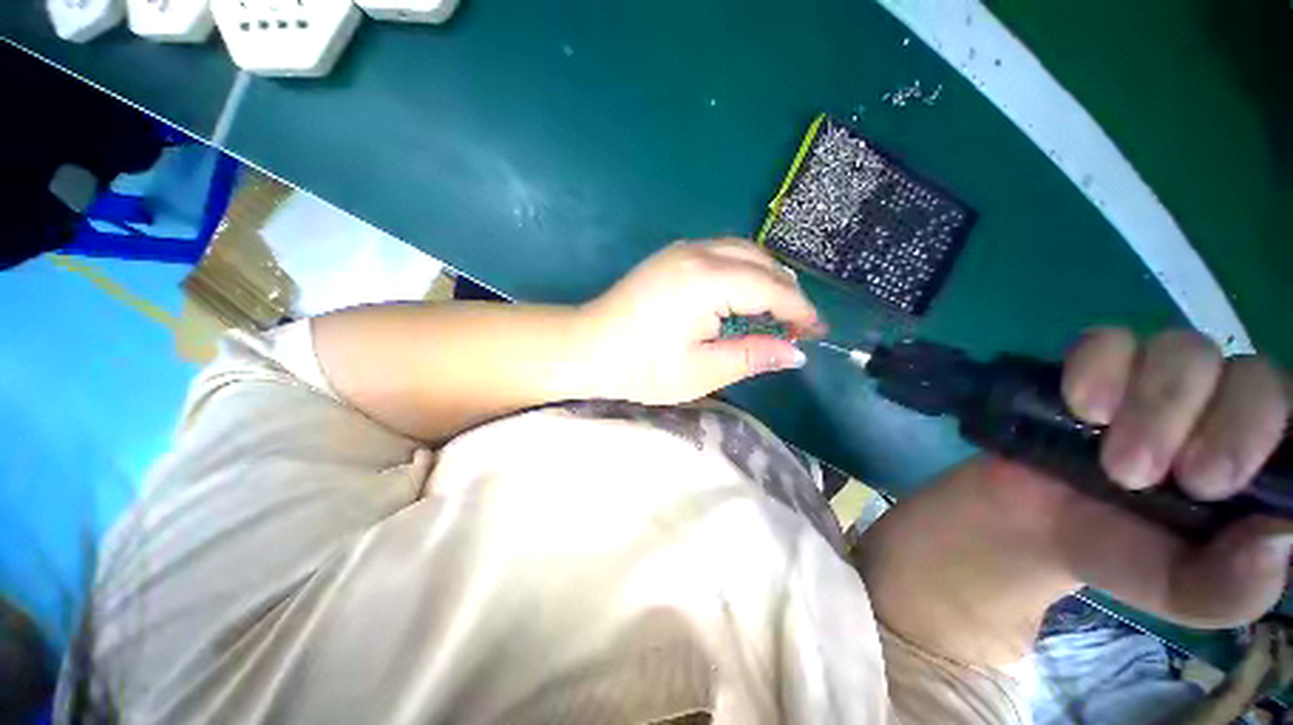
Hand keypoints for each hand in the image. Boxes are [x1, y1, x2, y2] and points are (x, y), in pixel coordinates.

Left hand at [576, 238, 823, 404]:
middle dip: (786, 293)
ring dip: (765, 279)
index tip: (817, 333)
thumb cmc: (641, 368)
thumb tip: (795, 353)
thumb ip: (752, 356)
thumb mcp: (701, 371)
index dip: (799, 311)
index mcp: (707, 281)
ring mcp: (682, 250)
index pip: (771, 288)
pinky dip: (742, 272)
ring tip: (774, 313)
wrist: (587, 348)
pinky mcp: (671, 256)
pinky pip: (721, 253)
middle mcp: (698, 253)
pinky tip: (742, 297)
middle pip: (761, 262)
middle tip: (795, 327)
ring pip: (743, 252)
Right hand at [1054, 328, 1290, 626]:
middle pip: (1254, 375)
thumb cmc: (1123, 557)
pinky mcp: (1098, 365)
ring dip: (1152, 407)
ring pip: (1184, 349)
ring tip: (1111, 462)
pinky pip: (1107, 340)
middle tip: (1154, 479)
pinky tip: (1082, 409)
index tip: (1223, 483)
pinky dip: (1096, 369)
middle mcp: (1222, 405)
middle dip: (1214, 427)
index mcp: (1260, 458)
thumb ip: (1235, 585)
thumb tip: (1279, 535)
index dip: (1275, 433)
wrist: (1036, 523)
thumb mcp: (1183, 593)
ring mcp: (1158, 378)